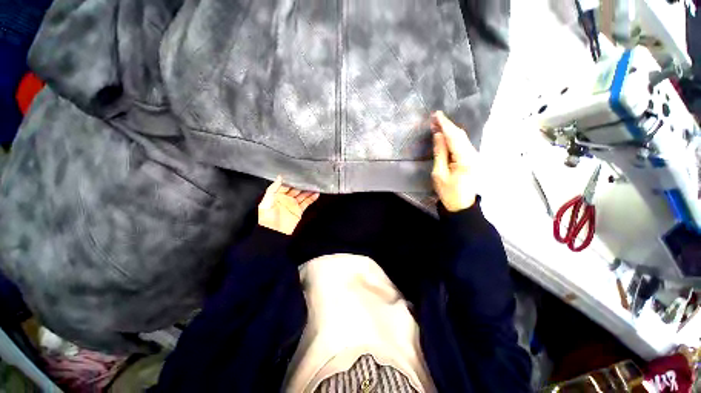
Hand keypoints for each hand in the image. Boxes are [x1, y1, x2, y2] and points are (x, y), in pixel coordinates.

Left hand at [258, 177, 319, 234]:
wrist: (274, 233)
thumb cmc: (267, 218)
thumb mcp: (267, 202)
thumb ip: (273, 189)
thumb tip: (280, 177)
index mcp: (276, 195)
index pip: (285, 185)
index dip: (291, 180)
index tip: (298, 174)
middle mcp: (285, 199)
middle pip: (295, 189)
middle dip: (301, 184)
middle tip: (309, 178)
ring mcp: (292, 204)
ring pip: (302, 195)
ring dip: (308, 191)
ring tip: (315, 185)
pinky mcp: (298, 211)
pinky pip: (306, 203)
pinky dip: (311, 198)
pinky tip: (316, 194)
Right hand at [431, 111, 477, 211]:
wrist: (461, 205)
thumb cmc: (448, 192)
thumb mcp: (439, 173)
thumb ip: (439, 153)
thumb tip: (438, 135)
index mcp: (465, 159)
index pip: (454, 137)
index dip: (445, 124)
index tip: (436, 114)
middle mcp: (473, 154)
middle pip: (460, 135)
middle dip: (447, 125)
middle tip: (434, 118)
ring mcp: (474, 156)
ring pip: (462, 138)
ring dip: (450, 130)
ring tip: (437, 124)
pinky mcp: (472, 158)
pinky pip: (462, 144)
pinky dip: (453, 138)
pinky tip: (445, 135)